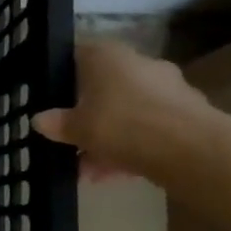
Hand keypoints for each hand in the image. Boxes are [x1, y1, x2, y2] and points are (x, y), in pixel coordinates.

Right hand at [33, 39, 215, 182]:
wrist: (191, 149)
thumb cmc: (121, 124)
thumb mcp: (76, 127)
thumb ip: (56, 123)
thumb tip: (39, 120)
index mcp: (107, 55)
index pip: (76, 55)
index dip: (60, 76)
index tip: (50, 99)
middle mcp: (138, 63)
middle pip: (103, 87)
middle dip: (87, 116)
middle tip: (71, 141)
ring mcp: (167, 88)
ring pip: (127, 112)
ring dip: (108, 138)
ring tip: (91, 171)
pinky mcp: (187, 114)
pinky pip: (149, 128)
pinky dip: (132, 147)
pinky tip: (116, 175)